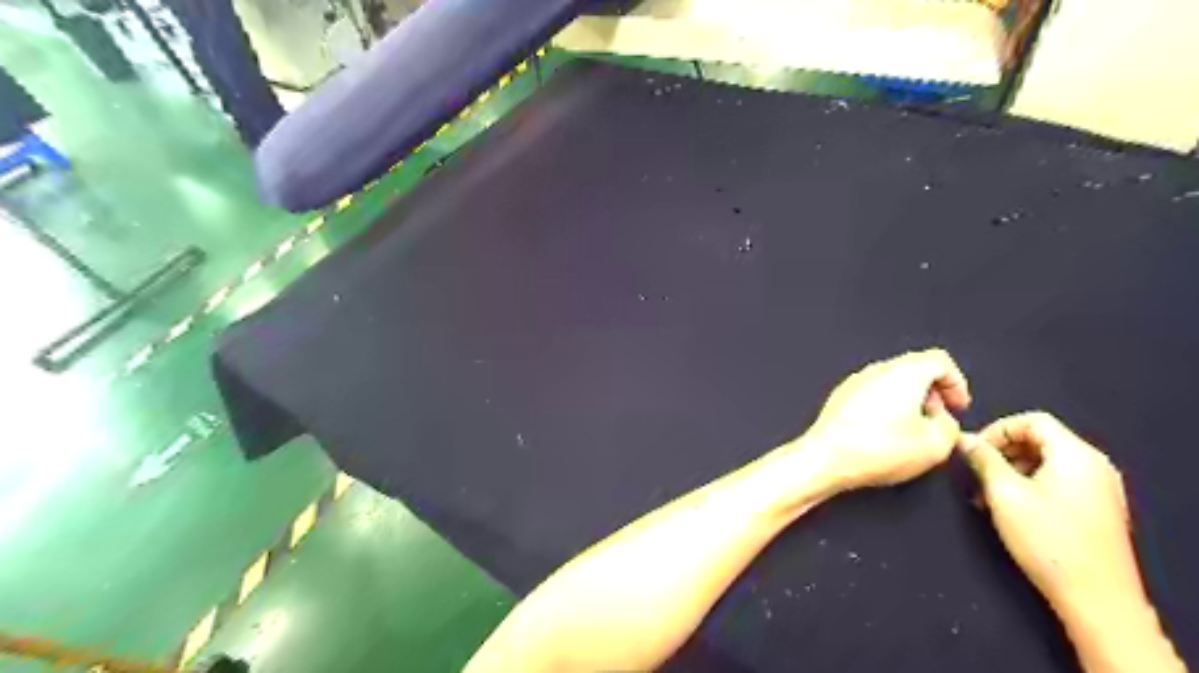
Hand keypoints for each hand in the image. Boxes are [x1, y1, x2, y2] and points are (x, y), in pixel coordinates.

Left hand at [799, 349, 967, 490]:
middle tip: (939, 418)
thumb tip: (942, 420)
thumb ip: (950, 427)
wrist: (826, 457)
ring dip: (908, 399)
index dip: (956, 383)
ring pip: (891, 381)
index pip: (940, 360)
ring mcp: (854, 381)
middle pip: (914, 369)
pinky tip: (885, 432)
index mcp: (905, 372)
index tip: (958, 407)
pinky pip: (871, 393)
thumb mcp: (935, 445)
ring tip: (913, 429)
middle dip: (933, 392)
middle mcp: (877, 369)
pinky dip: (886, 405)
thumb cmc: (877, 449)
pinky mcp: (840, 397)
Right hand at [963, 413, 1136, 612]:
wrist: (1096, 598)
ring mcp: (1099, 488)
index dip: (996, 429)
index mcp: (1076, 454)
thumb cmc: (1047, 539)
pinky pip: (1058, 481)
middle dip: (1002, 451)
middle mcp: (1093, 465)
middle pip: (1040, 439)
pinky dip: (1029, 484)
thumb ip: (983, 459)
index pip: (1032, 420)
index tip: (973, 450)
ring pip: (1046, 461)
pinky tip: (1008, 508)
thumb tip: (964, 439)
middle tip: (976, 472)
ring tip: (987, 495)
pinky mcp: (1097, 508)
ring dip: (1011, 470)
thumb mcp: (1004, 493)